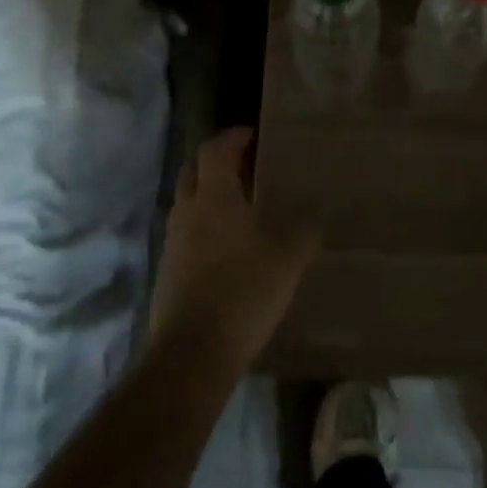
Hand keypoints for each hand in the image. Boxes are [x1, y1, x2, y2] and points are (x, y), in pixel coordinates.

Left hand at [149, 128, 320, 371]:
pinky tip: (228, 247)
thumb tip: (317, 209)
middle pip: (193, 170)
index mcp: (214, 195)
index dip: (232, 137)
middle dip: (216, 161)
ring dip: (209, 194)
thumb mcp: (289, 255)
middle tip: (246, 166)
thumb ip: (305, 226)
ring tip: (241, 206)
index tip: (252, 135)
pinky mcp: (169, 270)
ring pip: (188, 202)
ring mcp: (173, 241)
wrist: (193, 352)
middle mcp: (188, 209)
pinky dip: (204, 226)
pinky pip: (186, 232)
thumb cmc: (244, 290)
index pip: (215, 148)